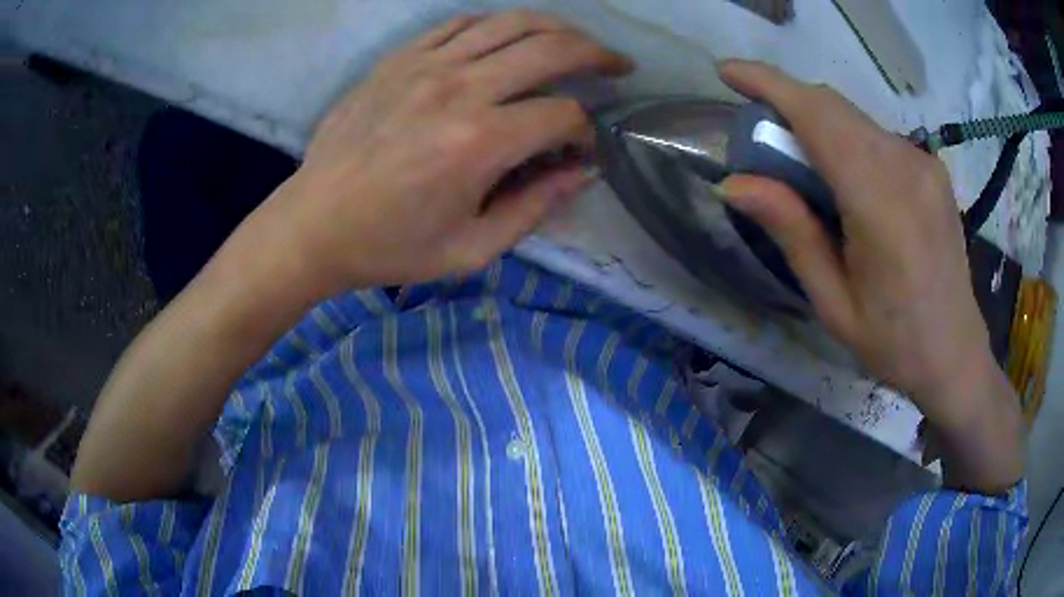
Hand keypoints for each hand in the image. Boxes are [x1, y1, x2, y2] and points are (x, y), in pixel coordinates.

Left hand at [264, 11, 630, 293]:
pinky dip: (497, 24)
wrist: (313, 224)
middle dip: (597, 55)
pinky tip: (511, 36)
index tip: (586, 149)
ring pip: (511, 22)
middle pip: (551, 49)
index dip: (587, 132)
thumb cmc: (388, 246)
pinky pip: (461, 23)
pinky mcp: (399, 58)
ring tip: (577, 41)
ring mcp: (426, 65)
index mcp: (480, 143)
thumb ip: (534, 207)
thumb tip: (581, 172)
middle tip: (618, 66)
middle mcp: (459, 89)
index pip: (562, 116)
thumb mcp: (470, 250)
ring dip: (557, 27)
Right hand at [716, 60, 1021, 490]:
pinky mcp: (931, 168)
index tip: (727, 72)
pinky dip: (845, 139)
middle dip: (786, 103)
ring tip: (801, 169)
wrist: (956, 353)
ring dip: (816, 124)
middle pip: (833, 107)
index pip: (818, 116)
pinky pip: (875, 135)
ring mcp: (924, 164)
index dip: (769, 84)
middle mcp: (907, 167)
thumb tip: (734, 183)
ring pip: (854, 118)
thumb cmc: (894, 343)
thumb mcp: (834, 303)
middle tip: (759, 138)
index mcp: (882, 204)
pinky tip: (843, 180)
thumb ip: (792, 233)